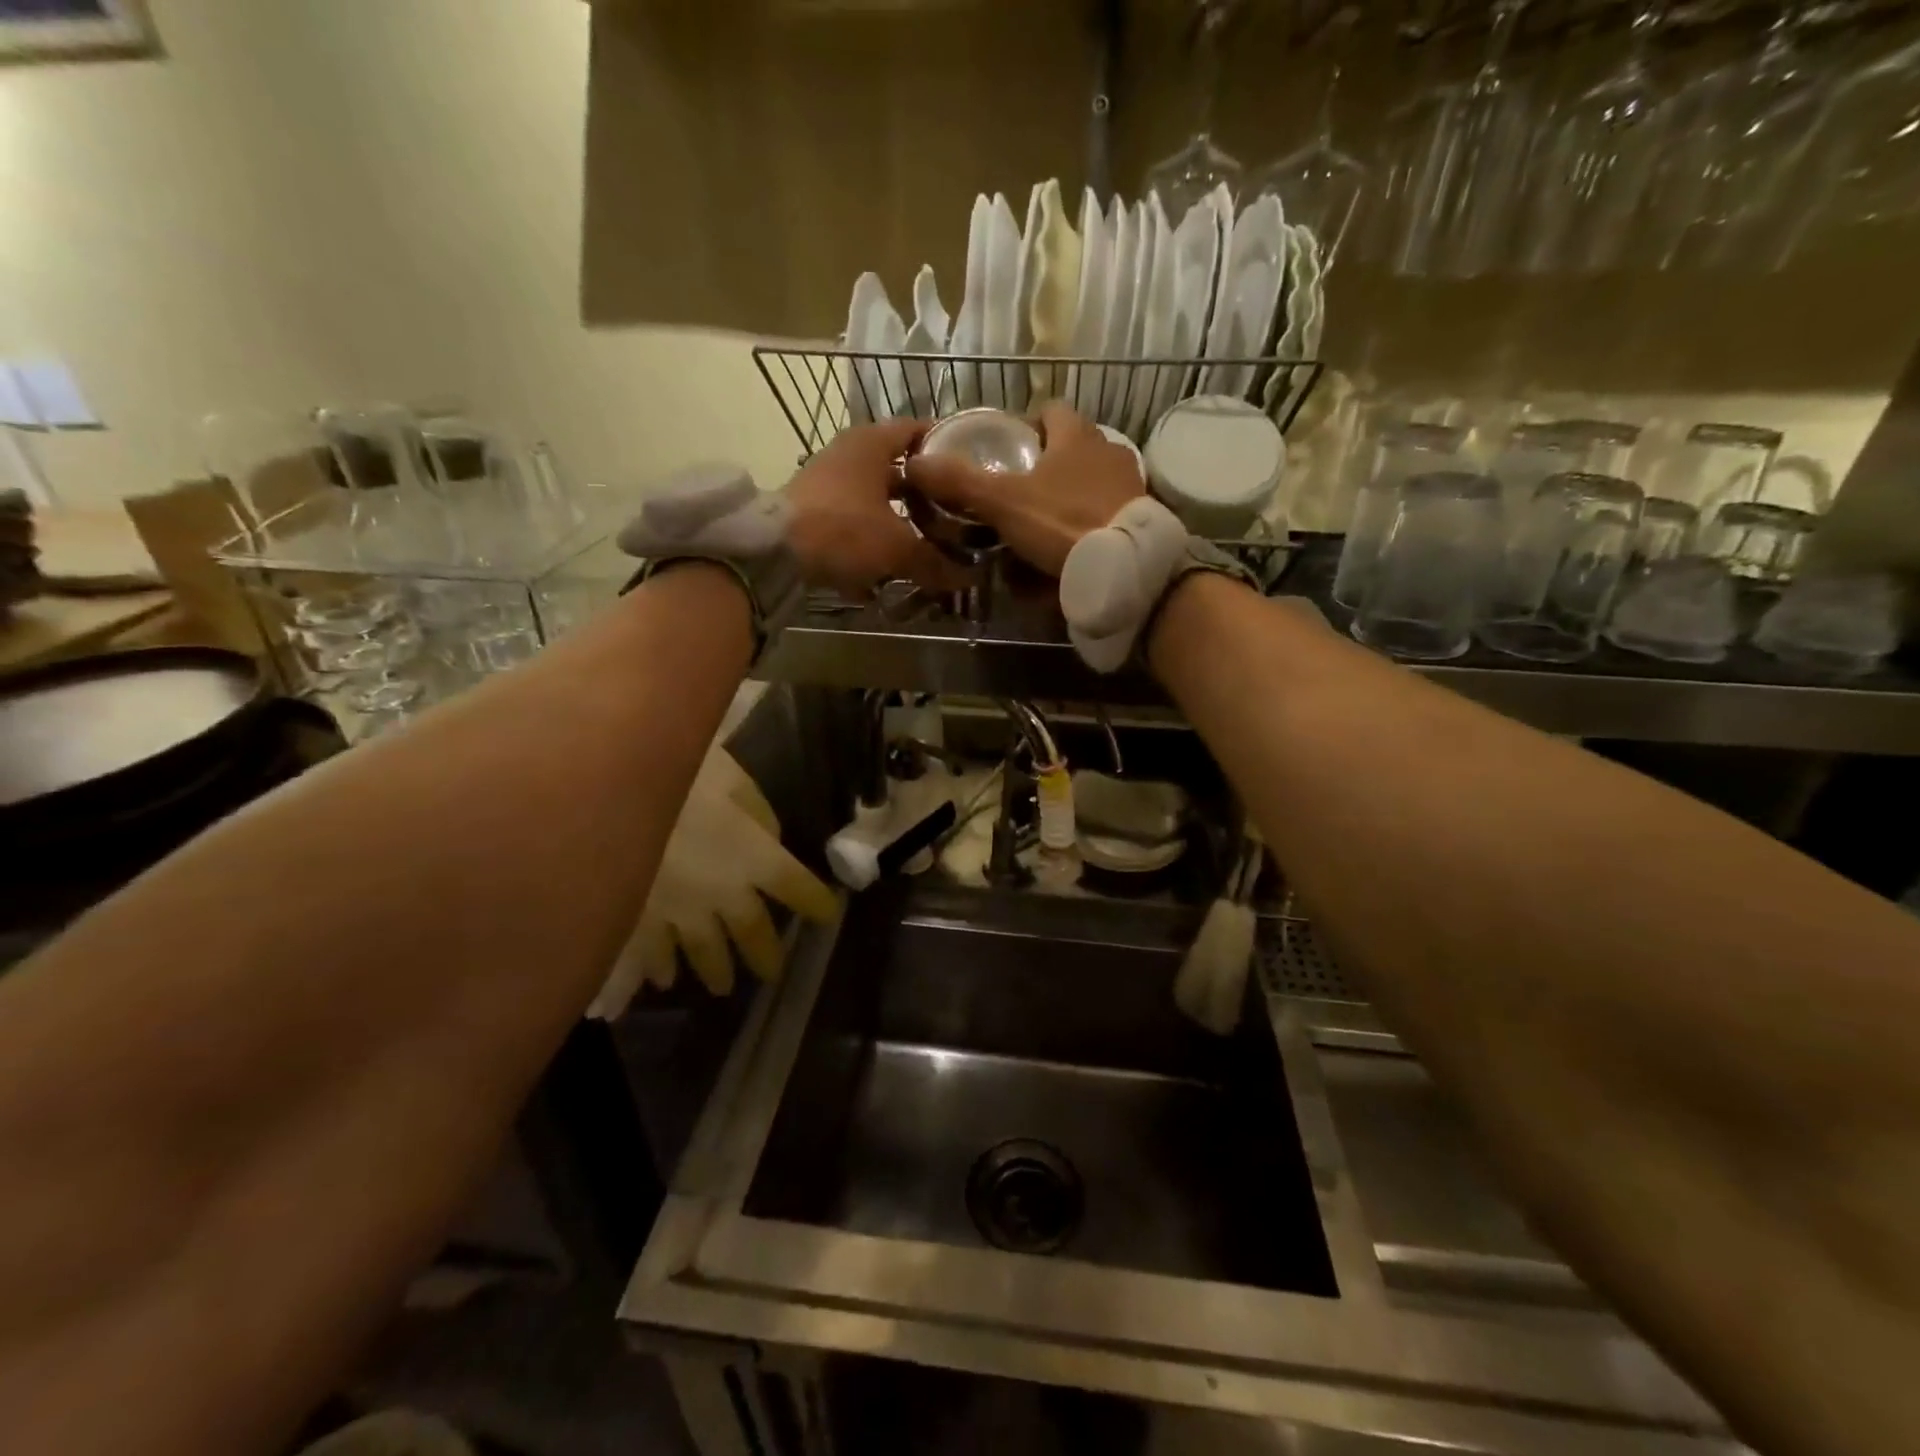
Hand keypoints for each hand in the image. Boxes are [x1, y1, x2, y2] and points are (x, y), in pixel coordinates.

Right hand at [589, 746, 835, 1015]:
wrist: (607, 795)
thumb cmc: (680, 774)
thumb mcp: (732, 778)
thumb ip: (757, 812)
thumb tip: (768, 839)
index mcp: (754, 856)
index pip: (796, 887)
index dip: (815, 902)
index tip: (827, 915)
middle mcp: (722, 893)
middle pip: (752, 931)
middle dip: (765, 953)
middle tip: (772, 973)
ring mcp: (676, 912)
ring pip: (703, 952)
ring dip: (716, 970)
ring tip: (723, 986)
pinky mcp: (632, 920)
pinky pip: (651, 955)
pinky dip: (660, 969)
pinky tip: (663, 979)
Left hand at [785, 419, 966, 594]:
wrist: (774, 552)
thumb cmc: (844, 530)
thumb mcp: (898, 548)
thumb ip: (935, 561)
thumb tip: (968, 577)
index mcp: (873, 443)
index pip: (919, 430)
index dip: (946, 447)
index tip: (970, 467)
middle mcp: (849, 453)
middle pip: (898, 469)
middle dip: (925, 494)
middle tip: (955, 514)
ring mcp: (827, 482)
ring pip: (876, 497)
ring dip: (899, 519)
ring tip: (928, 543)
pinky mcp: (813, 511)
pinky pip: (854, 520)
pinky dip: (872, 538)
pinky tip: (889, 566)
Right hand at [901, 402, 1144, 576]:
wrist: (1124, 566)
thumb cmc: (1062, 522)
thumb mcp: (1004, 502)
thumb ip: (961, 482)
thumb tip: (914, 462)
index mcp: (1076, 435)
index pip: (1050, 410)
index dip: (1028, 424)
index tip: (1008, 448)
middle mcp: (1108, 450)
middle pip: (1072, 447)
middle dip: (1048, 464)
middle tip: (1019, 492)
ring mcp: (1129, 485)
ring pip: (1091, 482)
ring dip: (1069, 495)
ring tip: (1043, 523)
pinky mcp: (1140, 518)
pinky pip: (1106, 513)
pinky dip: (1088, 524)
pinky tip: (1072, 547)